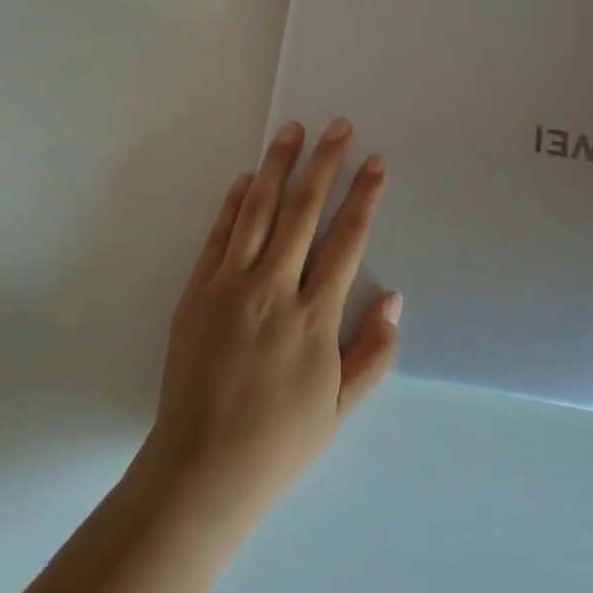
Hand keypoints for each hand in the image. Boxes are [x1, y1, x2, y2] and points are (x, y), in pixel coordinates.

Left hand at [134, 118, 401, 533]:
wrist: (201, 466)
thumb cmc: (279, 441)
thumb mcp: (341, 408)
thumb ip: (373, 352)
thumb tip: (394, 298)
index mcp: (314, 317)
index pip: (346, 240)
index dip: (364, 196)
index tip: (375, 162)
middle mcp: (273, 289)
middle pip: (303, 211)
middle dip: (324, 163)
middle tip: (337, 126)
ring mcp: (230, 285)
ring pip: (258, 211)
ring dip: (277, 167)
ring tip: (291, 130)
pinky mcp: (197, 290)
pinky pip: (219, 235)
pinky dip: (233, 203)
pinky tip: (246, 178)